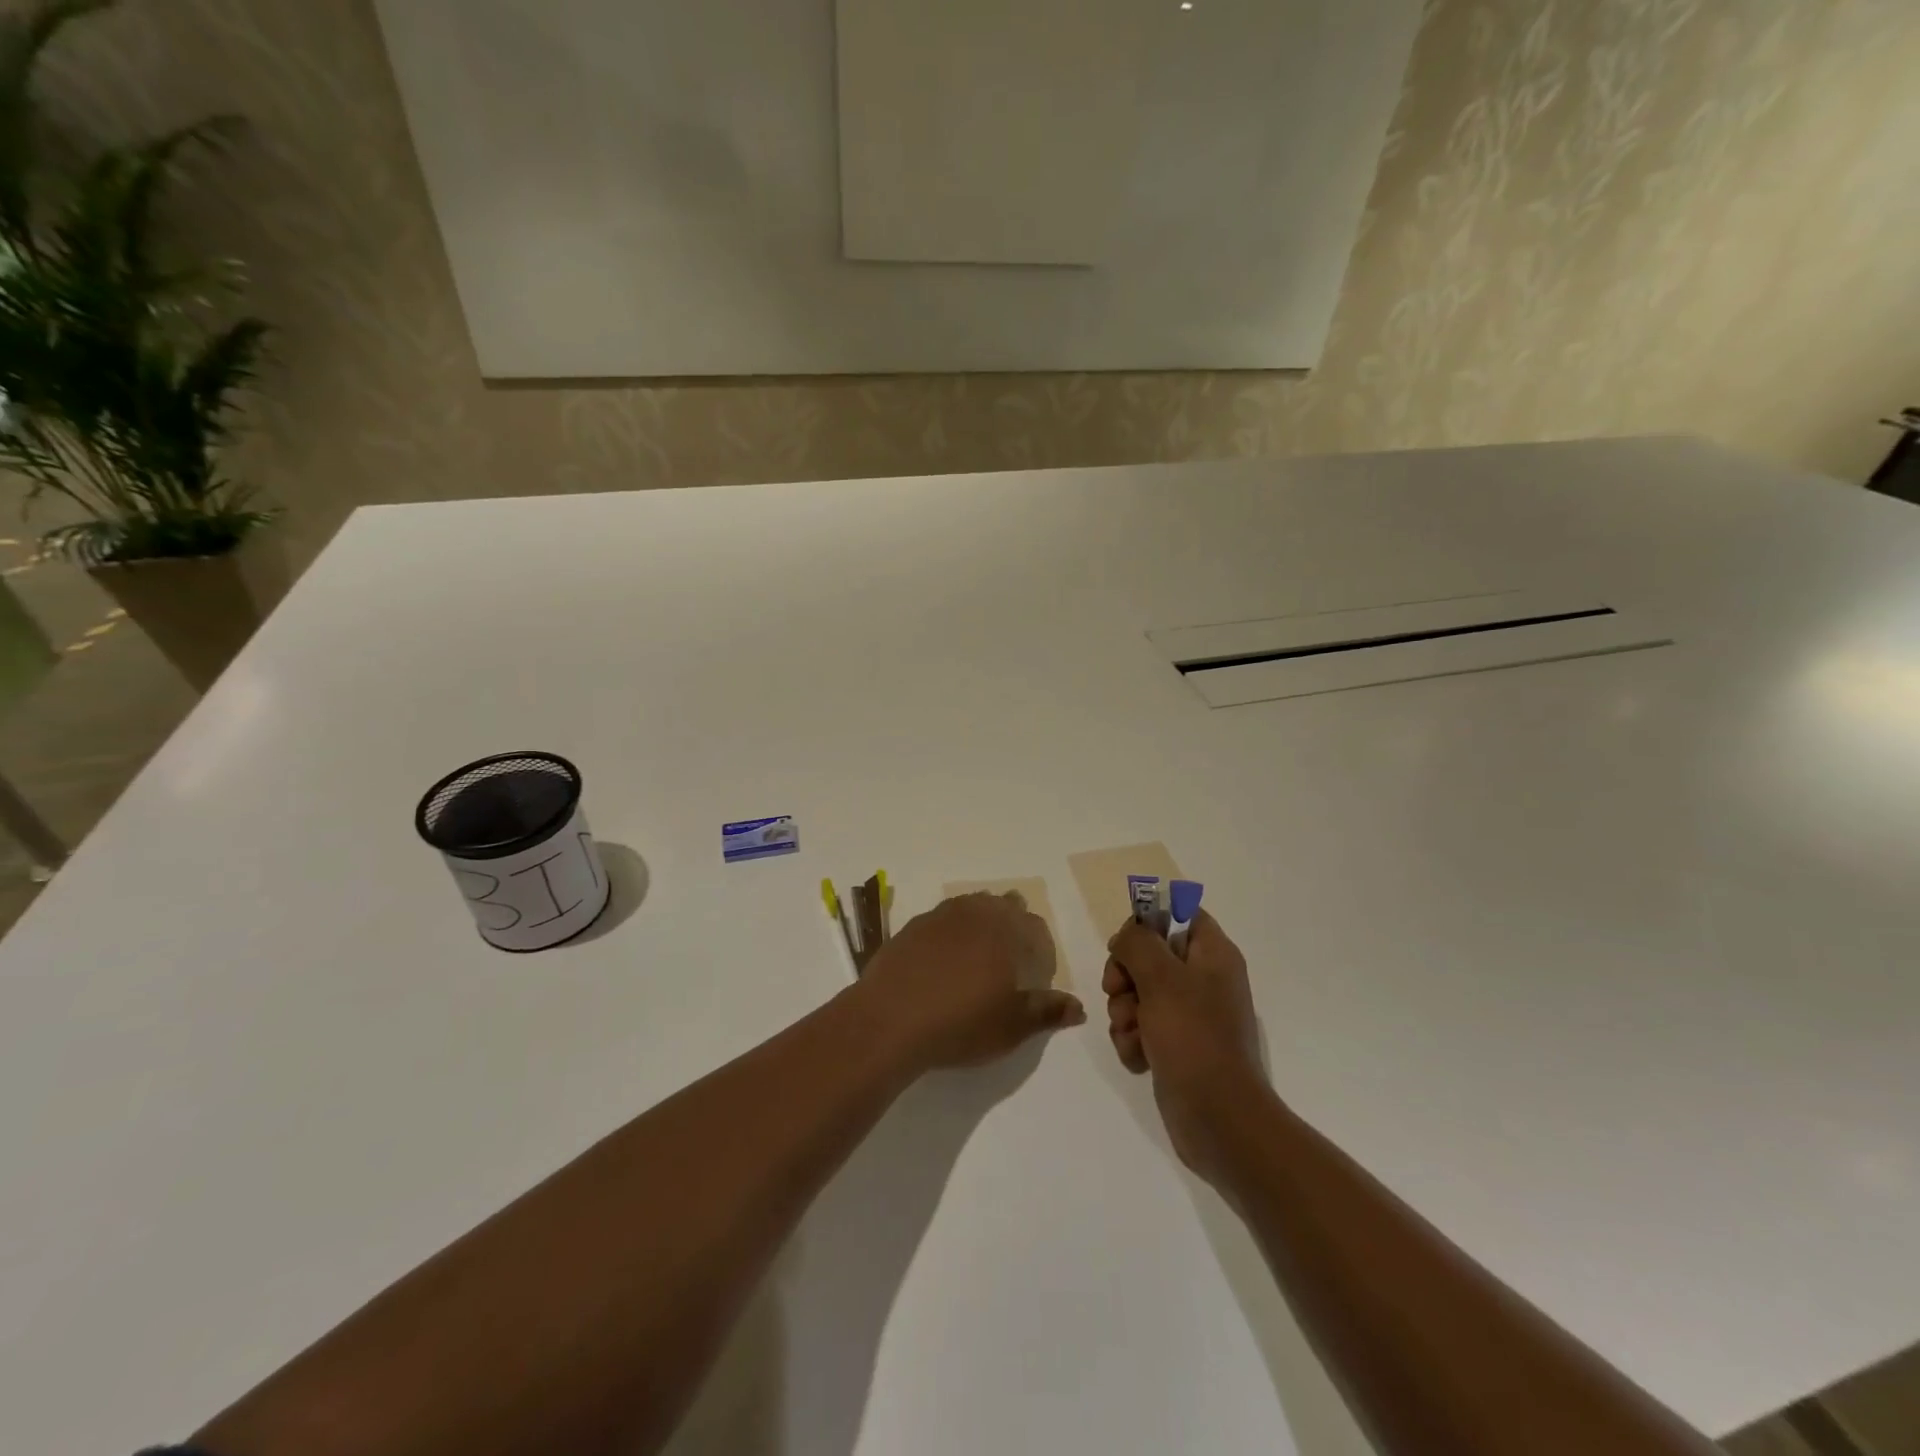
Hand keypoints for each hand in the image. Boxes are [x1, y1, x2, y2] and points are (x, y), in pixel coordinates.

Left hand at [859, 892, 1085, 1072]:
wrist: (889, 1020)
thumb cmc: (961, 1024)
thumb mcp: (1012, 1026)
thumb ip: (1047, 1011)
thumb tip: (1078, 1006)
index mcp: (1006, 932)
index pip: (1035, 927)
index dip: (1042, 949)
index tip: (1037, 975)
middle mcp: (976, 913)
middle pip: (1004, 906)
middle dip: (1014, 926)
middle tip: (1010, 961)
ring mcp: (941, 916)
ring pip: (972, 905)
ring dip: (983, 922)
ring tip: (979, 955)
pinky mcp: (913, 926)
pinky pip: (943, 918)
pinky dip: (952, 931)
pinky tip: (944, 958)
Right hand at [1104, 910, 1268, 1183]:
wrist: (1218, 1119)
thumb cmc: (1194, 1038)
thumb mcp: (1162, 978)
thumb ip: (1138, 943)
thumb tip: (1127, 937)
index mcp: (1213, 954)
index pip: (1179, 914)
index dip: (1148, 922)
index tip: (1126, 944)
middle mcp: (1203, 980)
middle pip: (1149, 954)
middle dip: (1124, 975)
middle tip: (1119, 992)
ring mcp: (1189, 1015)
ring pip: (1138, 993)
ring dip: (1123, 1011)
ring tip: (1132, 1033)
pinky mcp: (1175, 1046)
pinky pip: (1140, 1028)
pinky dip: (1132, 1040)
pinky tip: (1138, 1057)